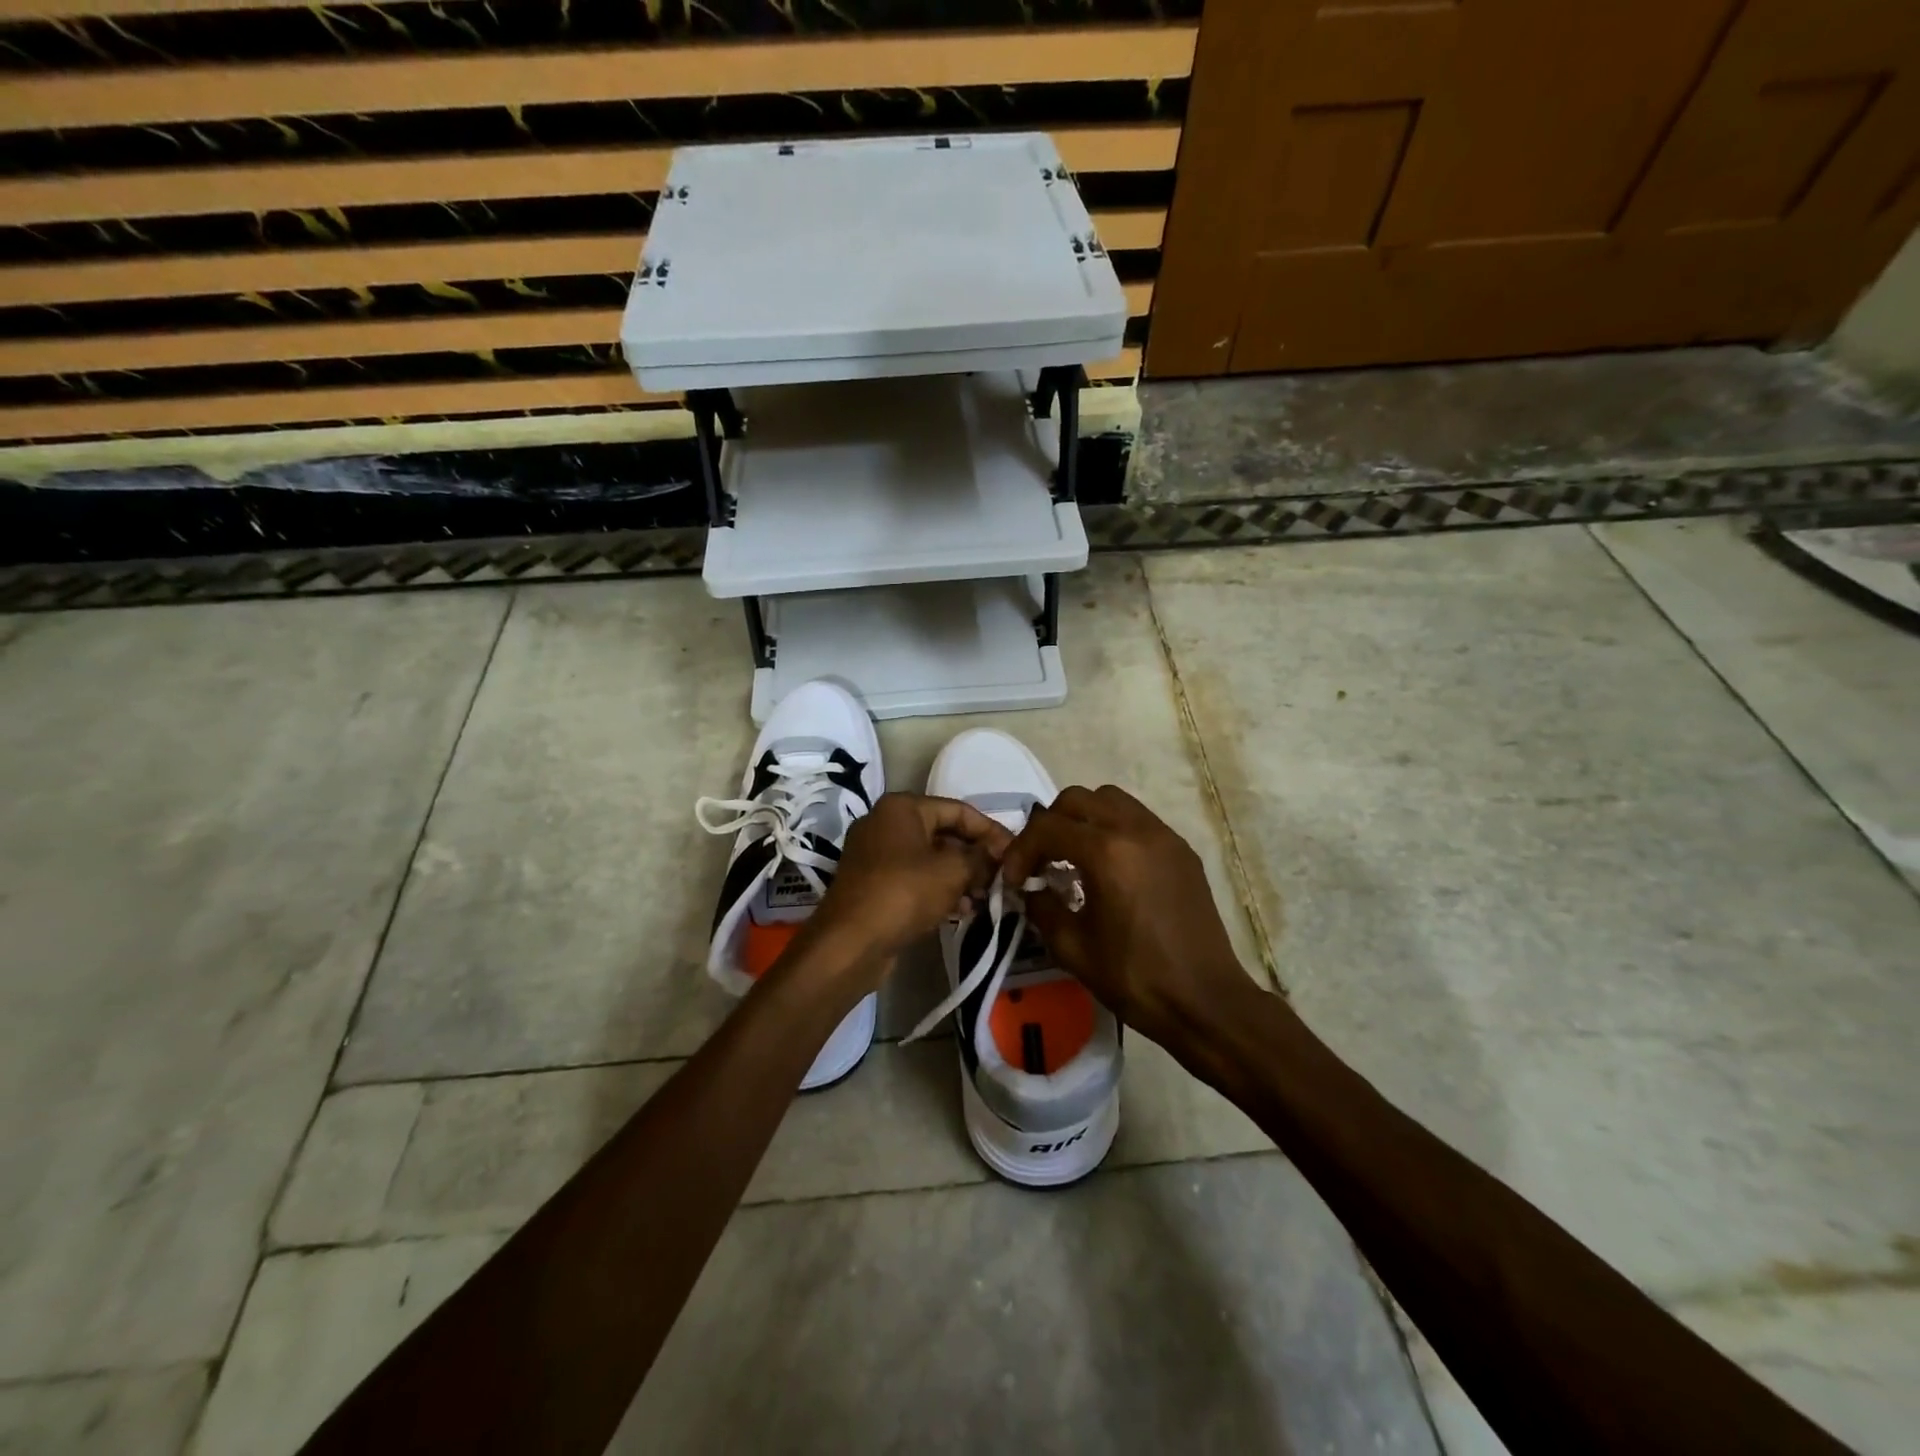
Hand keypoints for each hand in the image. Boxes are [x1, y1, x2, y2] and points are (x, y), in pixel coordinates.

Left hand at [802, 793, 1010, 981]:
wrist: (850, 943)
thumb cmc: (904, 893)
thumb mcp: (952, 872)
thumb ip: (981, 858)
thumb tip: (1000, 854)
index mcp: (902, 808)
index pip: (959, 810)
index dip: (991, 831)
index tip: (1016, 852)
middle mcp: (885, 824)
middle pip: (944, 834)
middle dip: (975, 857)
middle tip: (1003, 878)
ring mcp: (876, 855)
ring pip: (930, 859)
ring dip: (960, 877)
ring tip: (986, 898)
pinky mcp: (873, 885)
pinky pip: (915, 879)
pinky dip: (939, 890)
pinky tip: (963, 910)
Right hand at [1001, 785, 1255, 1048]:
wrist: (1205, 1001)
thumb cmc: (1135, 978)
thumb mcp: (1072, 947)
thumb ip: (1041, 906)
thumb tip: (1031, 887)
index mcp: (1107, 853)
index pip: (1047, 827)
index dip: (1021, 850)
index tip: (1016, 880)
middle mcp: (1136, 830)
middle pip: (1078, 799)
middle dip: (1050, 825)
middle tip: (1041, 862)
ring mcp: (1164, 836)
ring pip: (1111, 800)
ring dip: (1083, 820)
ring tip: (1074, 858)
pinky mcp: (1182, 850)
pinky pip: (1138, 819)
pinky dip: (1113, 830)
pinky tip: (1109, 869)